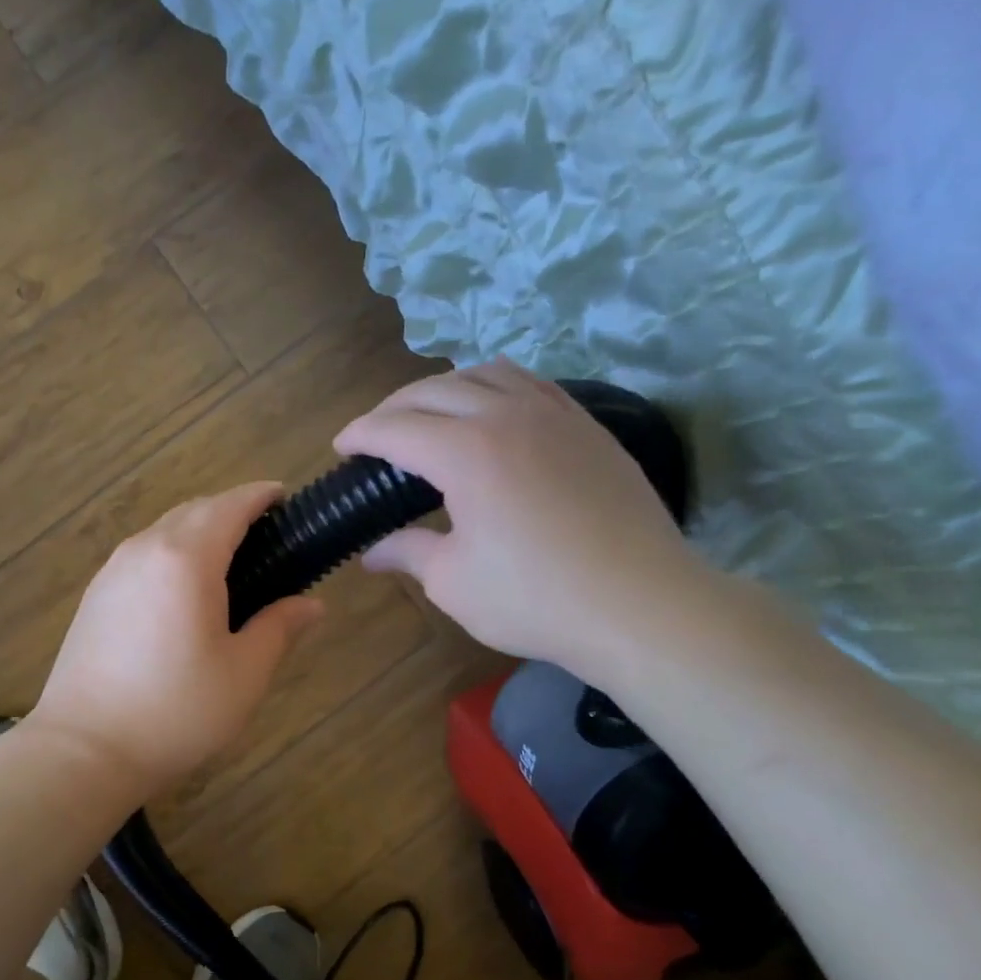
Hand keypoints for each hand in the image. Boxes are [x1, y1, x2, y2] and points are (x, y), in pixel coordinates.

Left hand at [29, 483, 323, 799]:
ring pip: (163, 532)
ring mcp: (112, 572)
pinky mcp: (94, 597)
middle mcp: (144, 550)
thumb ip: (279, 628)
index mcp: (186, 559)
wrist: (84, 749)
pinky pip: (142, 556)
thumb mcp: (244, 674)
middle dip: (230, 511)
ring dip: (198, 532)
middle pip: (194, 511)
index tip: (284, 497)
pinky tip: (183, 593)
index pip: (229, 506)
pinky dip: (171, 555)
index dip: (259, 496)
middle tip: (265, 537)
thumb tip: (311, 604)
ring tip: (228, 564)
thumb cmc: (176, 711)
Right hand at [335, 361, 710, 679]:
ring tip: (429, 415)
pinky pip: (531, 384)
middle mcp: (506, 416)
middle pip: (433, 390)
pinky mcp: (587, 427)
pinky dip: (495, 388)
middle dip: (393, 407)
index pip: (395, 428)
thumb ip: (408, 553)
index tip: (340, 447)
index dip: (360, 434)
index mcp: (465, 452)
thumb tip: (372, 554)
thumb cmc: (534, 599)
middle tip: (375, 435)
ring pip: (486, 374)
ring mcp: (554, 415)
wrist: (640, 604)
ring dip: (444, 388)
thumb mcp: (453, 582)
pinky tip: (493, 414)